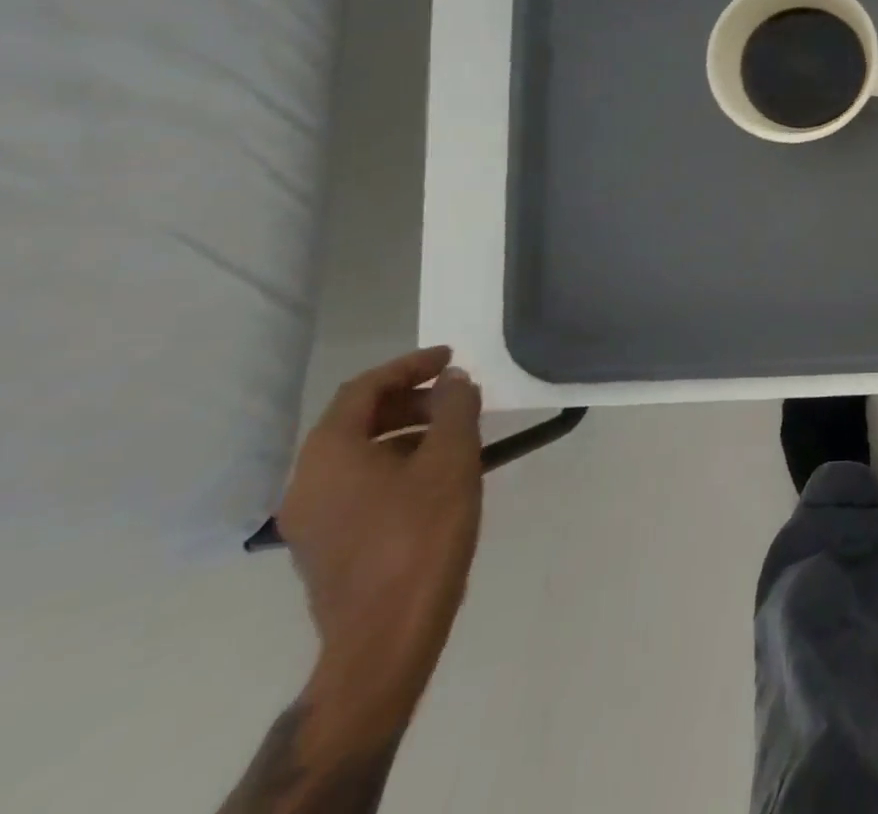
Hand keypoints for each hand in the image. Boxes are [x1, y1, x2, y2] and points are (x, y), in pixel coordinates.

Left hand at [278, 346, 482, 726]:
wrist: (386, 634)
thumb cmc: (421, 533)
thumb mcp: (452, 458)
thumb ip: (454, 408)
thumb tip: (452, 380)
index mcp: (328, 454)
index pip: (364, 389)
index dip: (410, 365)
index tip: (451, 358)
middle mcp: (306, 481)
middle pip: (357, 420)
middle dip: (411, 400)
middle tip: (458, 398)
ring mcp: (310, 518)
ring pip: (359, 453)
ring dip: (407, 432)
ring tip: (456, 435)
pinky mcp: (326, 545)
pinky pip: (359, 483)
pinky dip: (396, 463)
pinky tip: (436, 476)